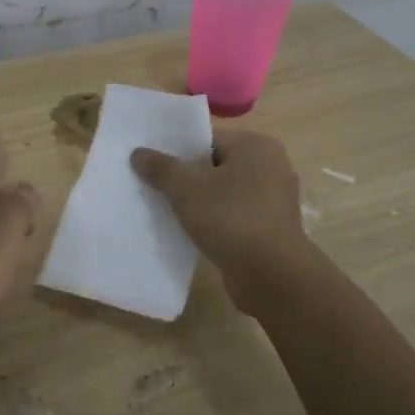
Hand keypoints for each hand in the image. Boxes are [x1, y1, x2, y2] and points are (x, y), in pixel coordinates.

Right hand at [130, 129, 311, 314]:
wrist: (271, 274)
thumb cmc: (230, 218)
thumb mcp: (186, 188)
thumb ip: (161, 168)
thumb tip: (138, 153)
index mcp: (256, 146)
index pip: (208, 139)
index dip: (178, 151)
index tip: (153, 166)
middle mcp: (272, 166)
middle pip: (217, 165)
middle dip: (188, 178)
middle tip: (156, 188)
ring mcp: (275, 200)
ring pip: (226, 193)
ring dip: (201, 202)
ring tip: (170, 212)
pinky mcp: (272, 229)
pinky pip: (236, 216)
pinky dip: (217, 222)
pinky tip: (194, 233)